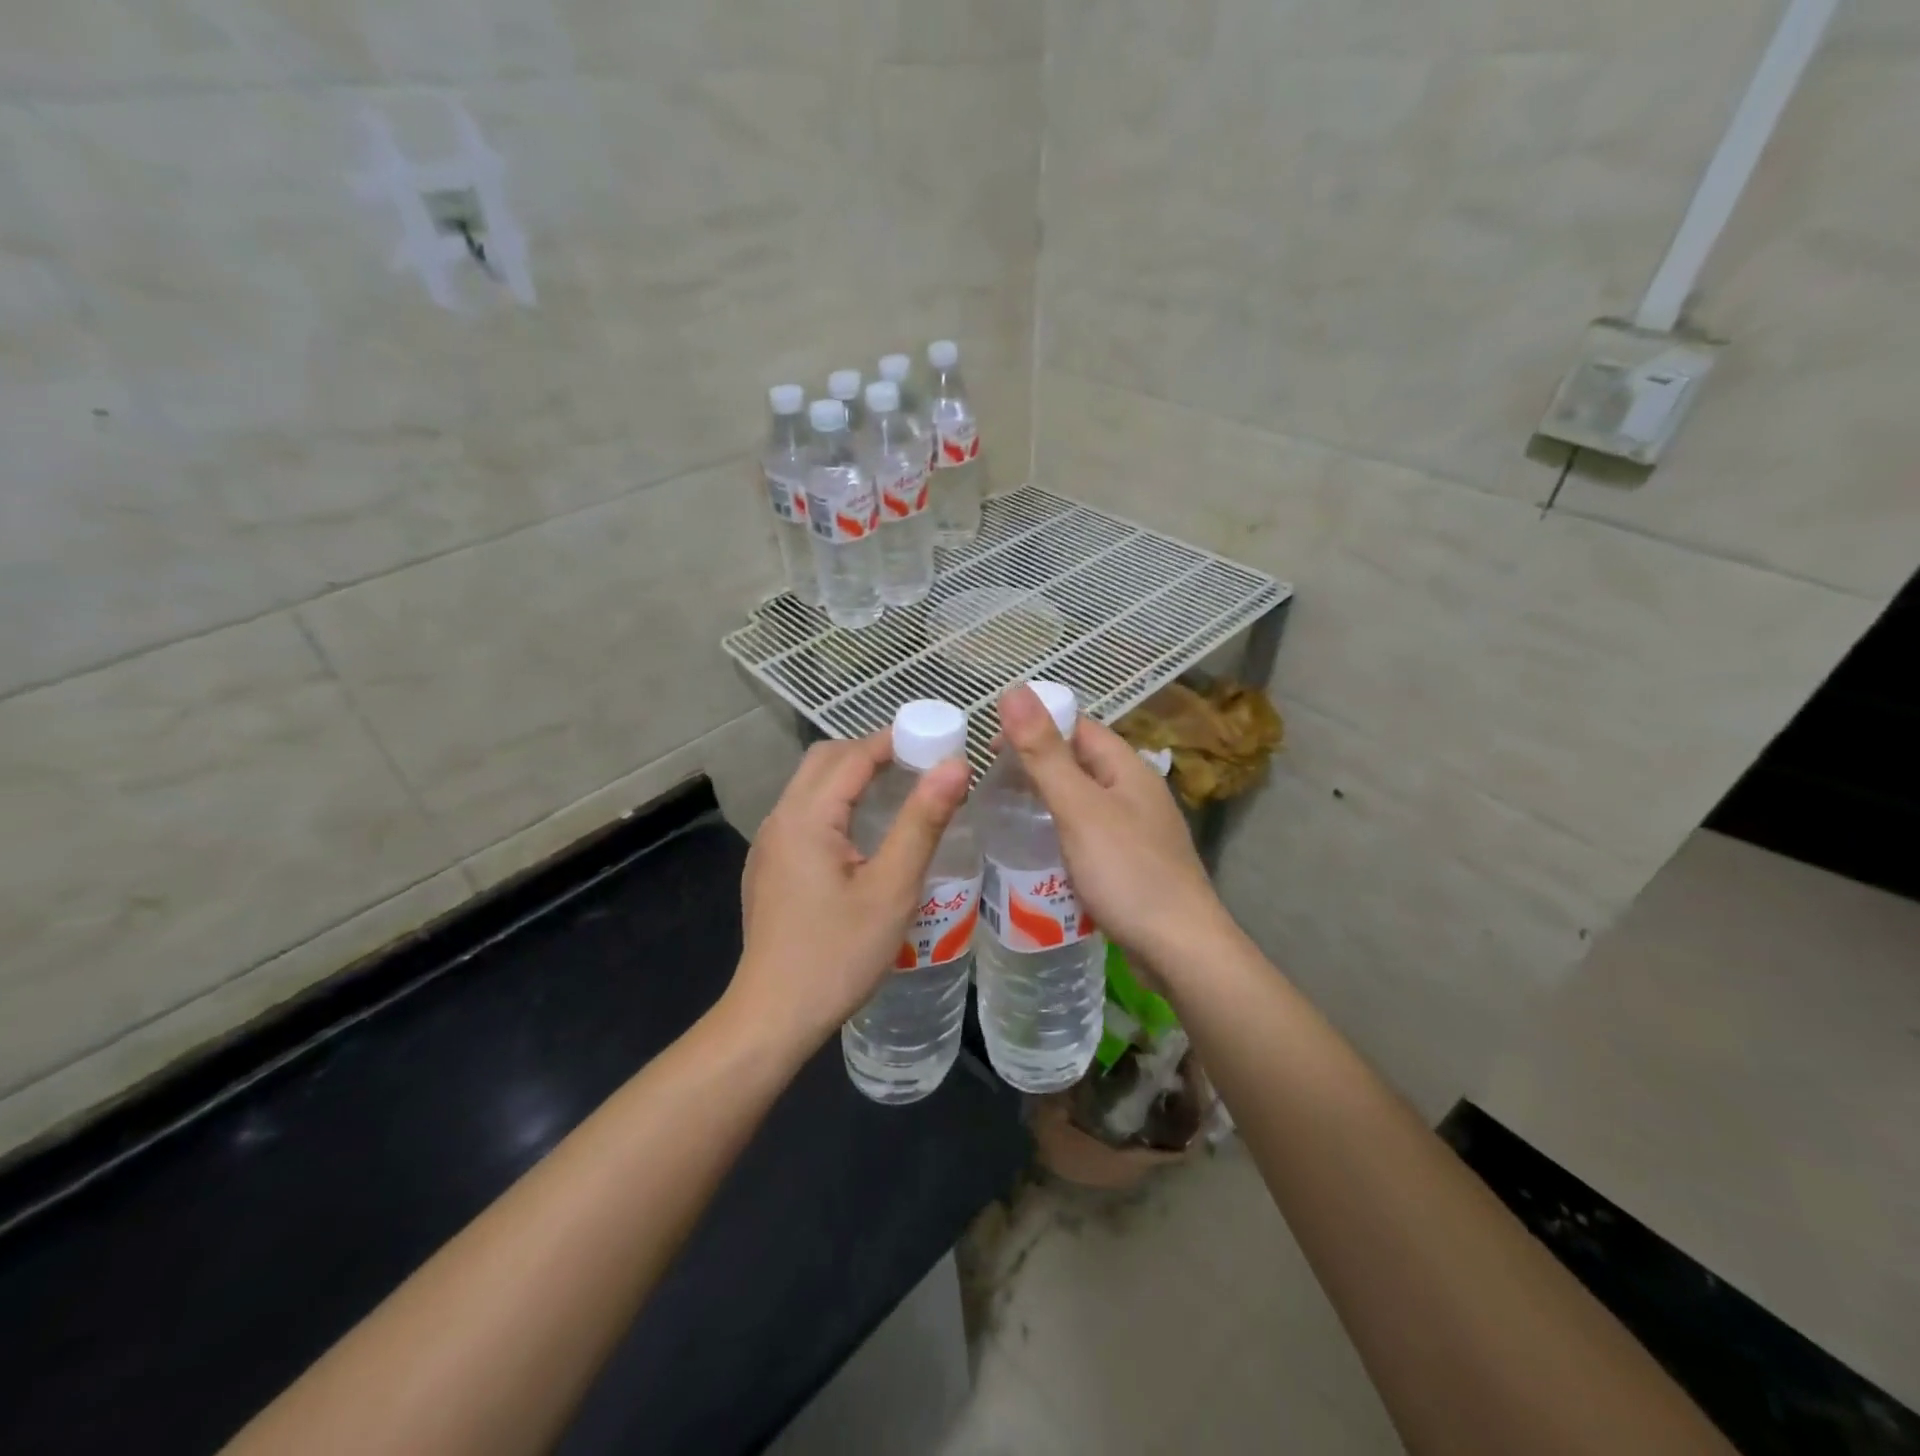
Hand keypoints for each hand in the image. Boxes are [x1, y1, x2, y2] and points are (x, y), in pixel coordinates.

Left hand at [731, 734, 971, 1053]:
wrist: (773, 1016)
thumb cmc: (838, 954)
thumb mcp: (892, 889)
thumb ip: (922, 822)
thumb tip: (955, 766)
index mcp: (806, 817)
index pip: (853, 755)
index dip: (896, 740)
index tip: (938, 740)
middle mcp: (780, 819)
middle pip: (826, 761)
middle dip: (872, 752)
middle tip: (921, 764)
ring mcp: (768, 844)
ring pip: (811, 787)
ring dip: (854, 777)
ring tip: (901, 791)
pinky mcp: (769, 867)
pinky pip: (805, 814)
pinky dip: (837, 803)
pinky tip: (865, 834)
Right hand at [998, 684, 1225, 973]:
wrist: (1180, 949)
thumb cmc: (1128, 872)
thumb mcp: (1079, 808)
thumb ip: (1044, 753)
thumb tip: (1014, 689)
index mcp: (1127, 767)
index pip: (1077, 727)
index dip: (1035, 726)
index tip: (990, 746)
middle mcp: (1135, 791)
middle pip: (1080, 762)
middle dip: (1037, 764)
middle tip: (989, 783)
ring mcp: (1137, 829)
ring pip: (1083, 800)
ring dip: (1046, 799)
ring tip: (1004, 813)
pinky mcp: (1132, 862)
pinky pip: (1089, 832)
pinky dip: (1061, 831)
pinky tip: (1038, 850)